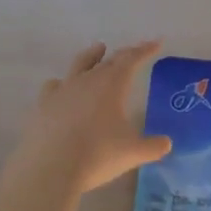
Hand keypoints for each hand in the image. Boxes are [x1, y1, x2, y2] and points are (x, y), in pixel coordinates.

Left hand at [10, 40, 172, 194]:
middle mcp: (88, 80)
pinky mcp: (43, 104)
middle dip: (124, 54)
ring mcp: (63, 90)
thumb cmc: (97, 155)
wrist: (49, 168)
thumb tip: (166, 143)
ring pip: (80, 64)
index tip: (156, 42)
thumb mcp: (133, 153)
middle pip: (109, 60)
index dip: (146, 50)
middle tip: (134, 51)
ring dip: (92, 56)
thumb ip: (153, 146)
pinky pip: (55, 86)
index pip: (132, 60)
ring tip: (98, 49)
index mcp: (112, 84)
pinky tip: (63, 88)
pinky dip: (63, 83)